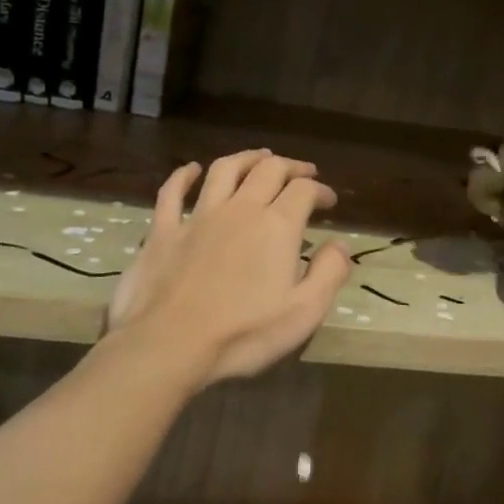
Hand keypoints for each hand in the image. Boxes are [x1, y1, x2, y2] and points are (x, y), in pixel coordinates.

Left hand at [105, 149, 351, 384]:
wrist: (169, 345)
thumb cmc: (243, 334)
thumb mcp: (303, 313)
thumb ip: (329, 273)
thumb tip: (340, 244)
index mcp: (276, 226)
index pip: (304, 191)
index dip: (320, 190)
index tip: (329, 201)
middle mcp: (239, 209)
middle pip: (268, 170)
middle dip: (290, 167)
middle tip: (303, 173)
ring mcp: (198, 216)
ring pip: (224, 170)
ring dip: (246, 158)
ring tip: (259, 158)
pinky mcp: (163, 231)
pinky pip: (172, 192)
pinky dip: (183, 176)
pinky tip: (190, 170)